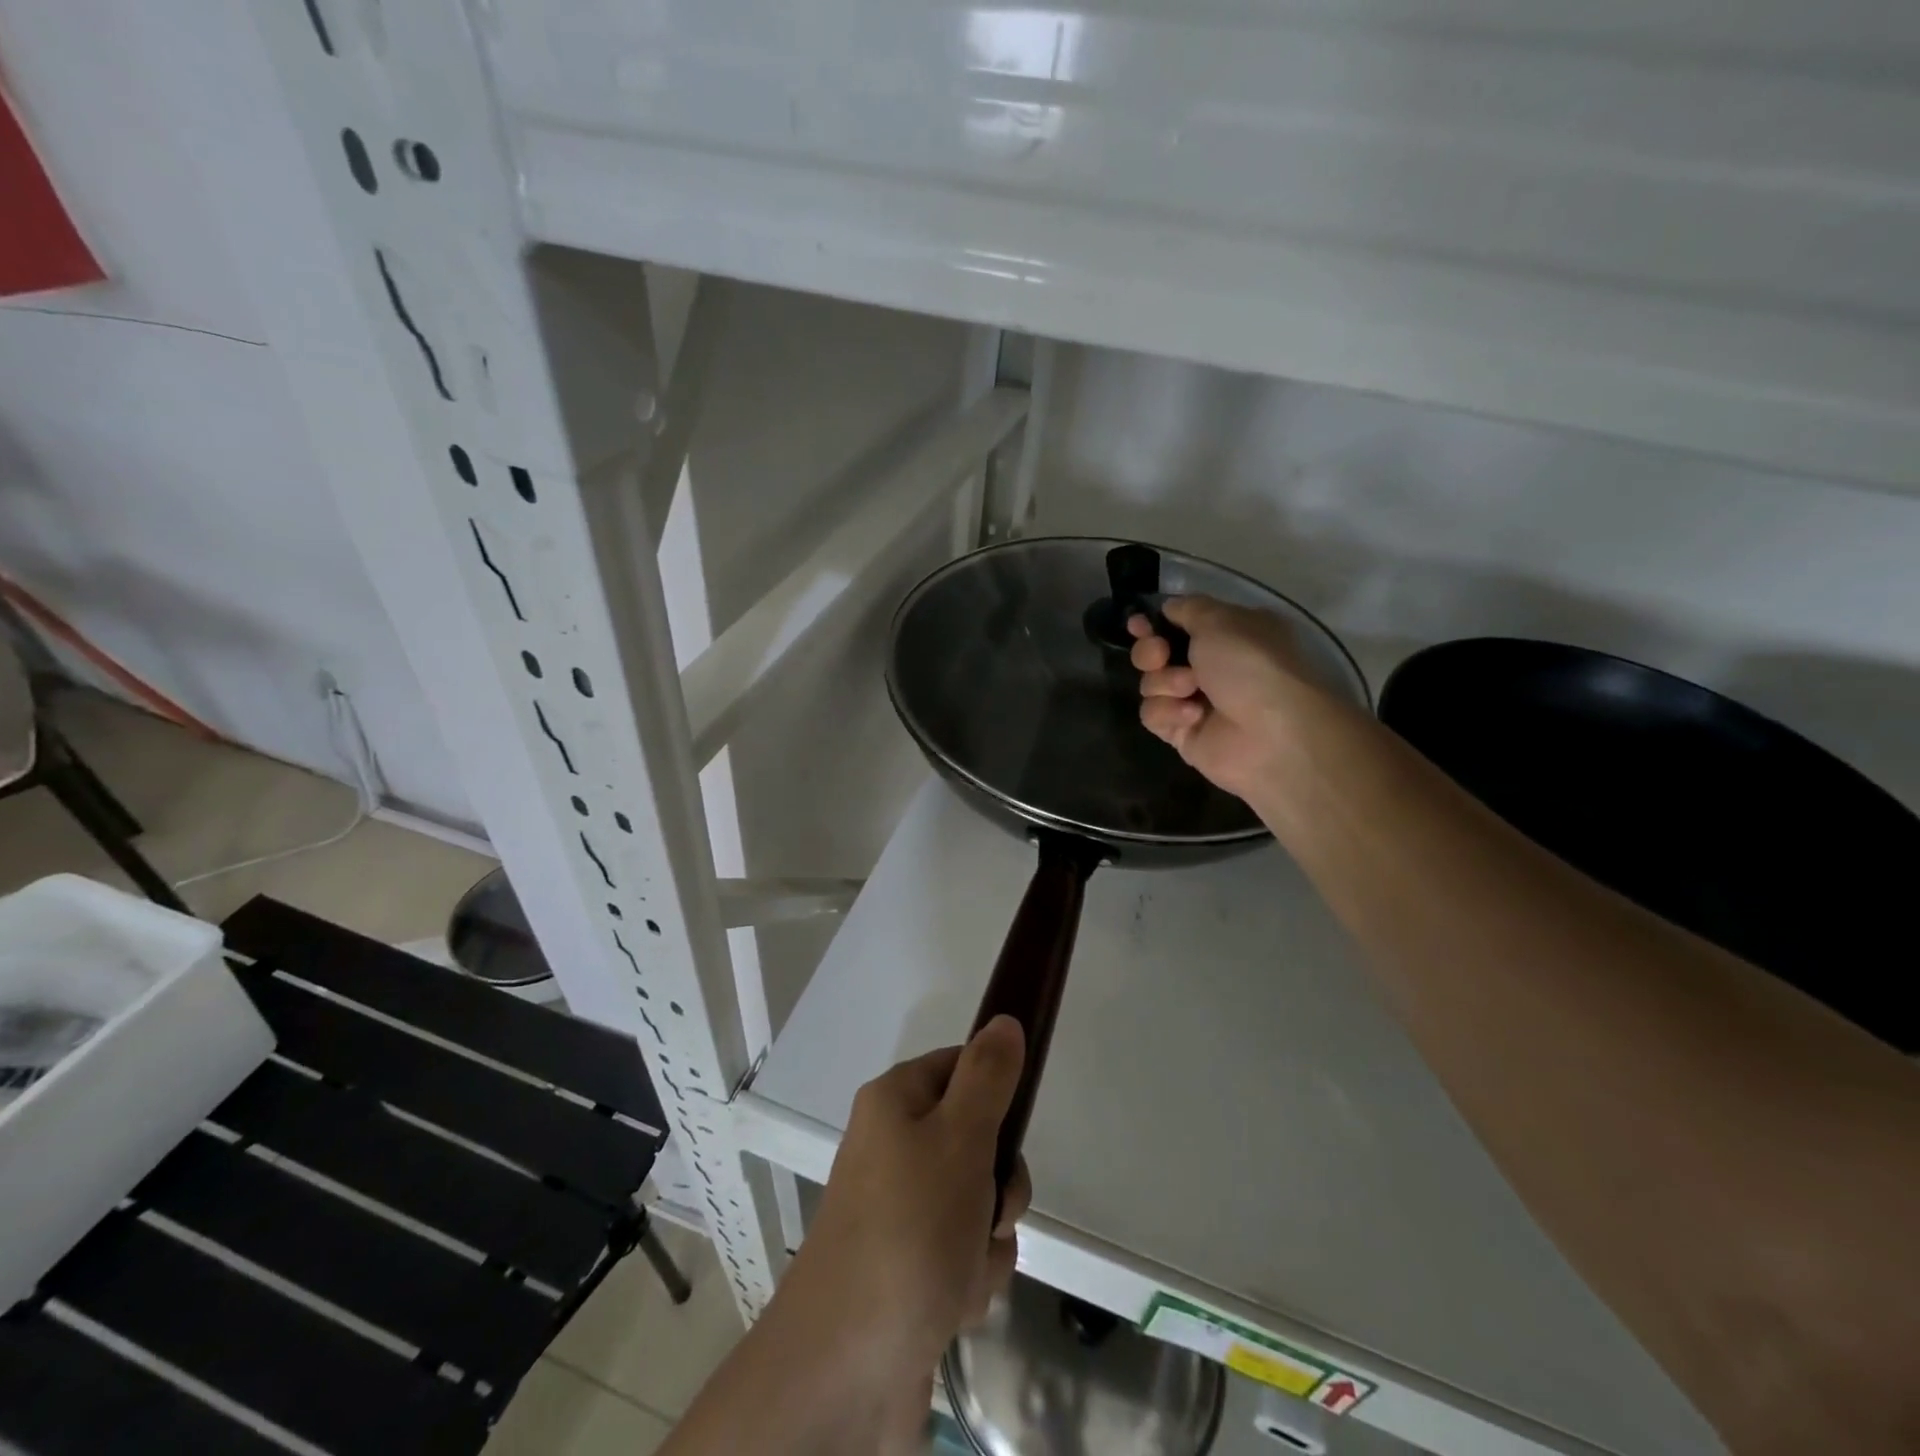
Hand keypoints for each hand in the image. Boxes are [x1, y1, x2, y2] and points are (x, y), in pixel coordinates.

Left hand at [776, 1016, 1032, 1390]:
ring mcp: (902, 1212)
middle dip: (997, 1183)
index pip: (962, 1067)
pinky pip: (964, 1255)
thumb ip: (989, 1077)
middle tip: (988, 1206)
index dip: (994, 1095)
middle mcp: (894, 1149)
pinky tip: (950, 1304)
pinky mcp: (911, 1269)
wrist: (847, 1368)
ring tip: (960, 1269)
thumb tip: (1005, 1020)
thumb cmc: (908, 1230)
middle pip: (978, 1141)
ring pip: (979, 1204)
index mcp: (895, 1102)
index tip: (1011, 1129)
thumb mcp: (959, 1138)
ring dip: (986, 1240)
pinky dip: (969, 1279)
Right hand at [1129, 595, 1324, 801]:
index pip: (1179, 623)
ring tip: (1190, 690)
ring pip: (1151, 684)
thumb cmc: (1250, 665)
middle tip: (1160, 656)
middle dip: (1150, 652)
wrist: (1270, 734)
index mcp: (1228, 634)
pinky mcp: (1183, 732)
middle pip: (1156, 653)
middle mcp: (1212, 666)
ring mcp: (1196, 701)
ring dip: (1165, 683)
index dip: (1154, 622)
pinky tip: (1193, 716)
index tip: (1138, 625)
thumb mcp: (1221, 620)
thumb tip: (1168, 608)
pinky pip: (1154, 715)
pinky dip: (1169, 712)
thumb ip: (1188, 608)